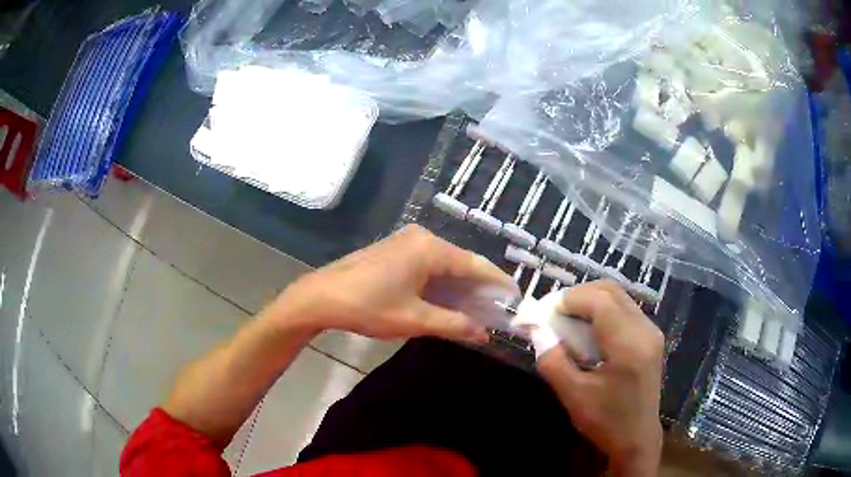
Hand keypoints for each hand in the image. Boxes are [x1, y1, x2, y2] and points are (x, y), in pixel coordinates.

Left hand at [266, 225, 516, 342]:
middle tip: (497, 311)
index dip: (498, 283)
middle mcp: (422, 237)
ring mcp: (406, 241)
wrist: (321, 296)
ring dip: (460, 286)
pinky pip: (429, 264)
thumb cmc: (368, 307)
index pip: (476, 265)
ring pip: (445, 264)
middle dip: (480, 288)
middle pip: (461, 263)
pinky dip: (442, 282)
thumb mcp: (414, 319)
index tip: (516, 299)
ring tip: (477, 310)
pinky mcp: (395, 249)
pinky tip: (449, 300)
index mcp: (430, 249)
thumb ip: (453, 324)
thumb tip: (483, 334)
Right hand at [536, 280, 664, 476]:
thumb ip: (553, 361)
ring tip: (568, 321)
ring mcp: (651, 332)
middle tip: (554, 313)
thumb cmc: (606, 422)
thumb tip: (537, 330)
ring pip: (619, 297)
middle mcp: (645, 330)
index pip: (600, 300)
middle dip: (579, 295)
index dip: (570, 299)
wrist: (637, 439)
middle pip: (611, 290)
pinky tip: (589, 331)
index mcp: (628, 345)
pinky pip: (625, 309)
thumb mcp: (573, 396)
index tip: (545, 312)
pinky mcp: (651, 337)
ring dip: (591, 301)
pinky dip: (603, 311)